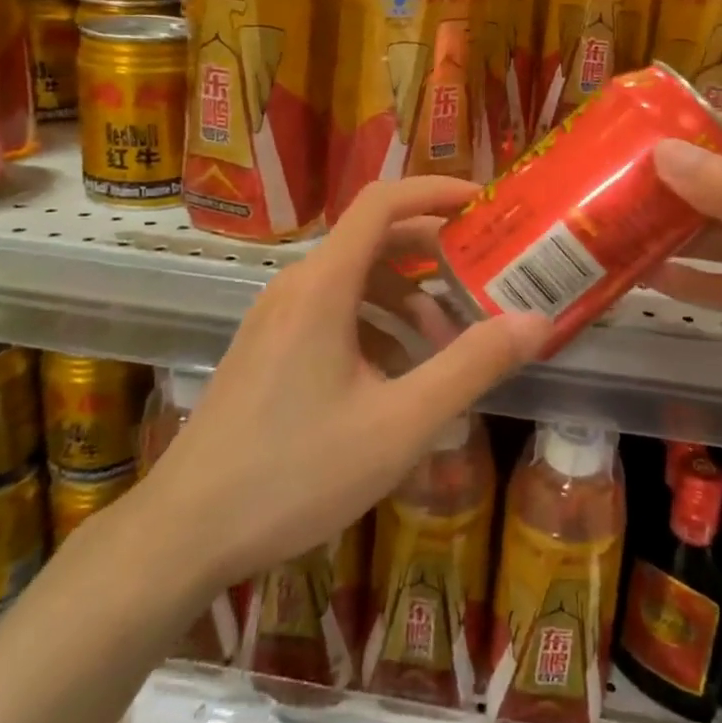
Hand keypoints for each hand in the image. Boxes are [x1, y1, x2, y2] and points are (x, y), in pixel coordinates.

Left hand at [127, 177, 551, 591]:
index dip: (435, 190)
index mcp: (323, 284)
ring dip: (407, 299)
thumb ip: (471, 366)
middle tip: (484, 279)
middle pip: (374, 239)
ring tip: (448, 346)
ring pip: (355, 281)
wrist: (184, 531)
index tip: (484, 204)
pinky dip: (375, 326)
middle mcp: (297, 285)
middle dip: (433, 255)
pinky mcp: (268, 346)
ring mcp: (276, 316)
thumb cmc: (295, 472)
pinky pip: (332, 312)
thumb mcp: (399, 423)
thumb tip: (537, 321)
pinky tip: (397, 378)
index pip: (383, 201)